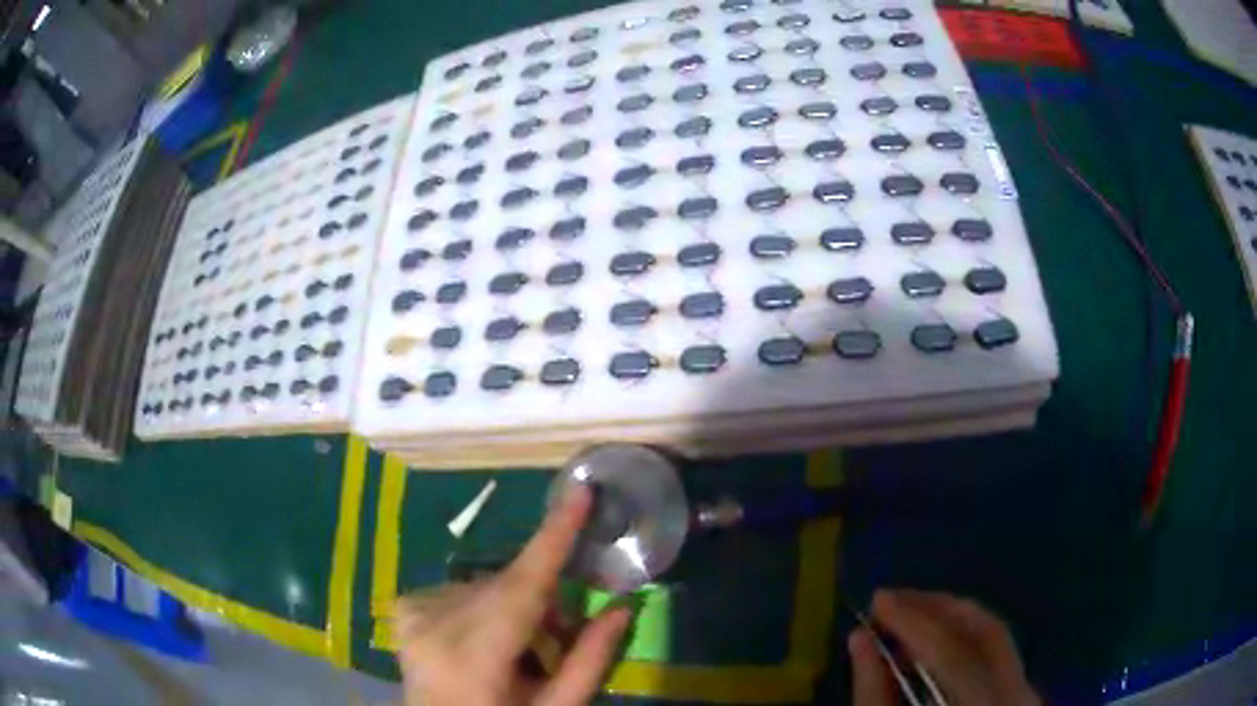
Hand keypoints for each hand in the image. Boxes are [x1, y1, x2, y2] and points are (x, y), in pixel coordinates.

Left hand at [394, 486, 631, 705]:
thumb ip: (588, 661)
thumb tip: (622, 607)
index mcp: (473, 656)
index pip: (522, 586)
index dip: (554, 538)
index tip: (580, 493)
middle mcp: (435, 624)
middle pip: (507, 584)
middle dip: (542, 596)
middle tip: (561, 632)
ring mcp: (413, 612)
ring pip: (487, 584)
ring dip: (514, 605)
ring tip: (517, 648)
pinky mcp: (405, 606)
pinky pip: (462, 588)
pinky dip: (485, 605)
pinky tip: (483, 640)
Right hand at [849, 590, 1039, 705]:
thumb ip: (873, 695)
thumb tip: (860, 638)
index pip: (954, 655)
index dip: (915, 622)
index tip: (878, 600)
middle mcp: (1016, 699)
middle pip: (988, 632)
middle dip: (938, 608)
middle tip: (893, 601)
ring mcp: (1027, 695)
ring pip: (996, 637)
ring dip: (950, 621)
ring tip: (907, 621)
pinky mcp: (1024, 694)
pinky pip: (997, 652)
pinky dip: (963, 640)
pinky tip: (933, 647)